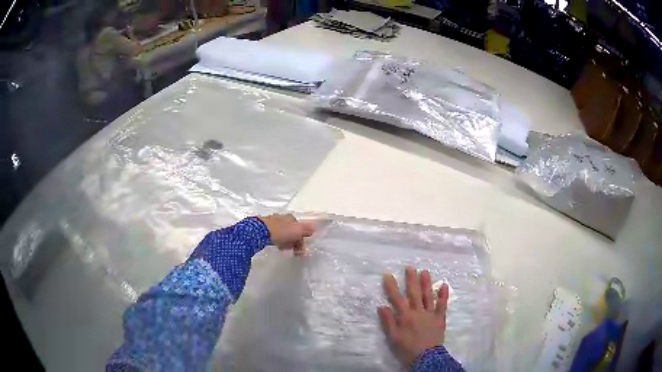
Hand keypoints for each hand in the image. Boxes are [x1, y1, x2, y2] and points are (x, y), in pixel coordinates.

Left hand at [258, 214, 315, 253]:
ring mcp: (272, 221)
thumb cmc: (279, 232)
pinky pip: (274, 234)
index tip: (300, 250)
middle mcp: (282, 217)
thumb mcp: (296, 232)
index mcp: (291, 218)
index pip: (300, 228)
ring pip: (282, 232)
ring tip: (283, 249)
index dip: (301, 239)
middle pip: (291, 230)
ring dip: (285, 241)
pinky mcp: (263, 226)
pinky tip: (275, 245)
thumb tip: (315, 227)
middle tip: (292, 250)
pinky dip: (277, 240)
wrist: (258, 232)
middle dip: (293, 240)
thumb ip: (306, 229)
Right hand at [378, 266, 449, 367]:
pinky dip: (443, 295)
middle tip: (410, 267)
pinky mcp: (440, 318)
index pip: (397, 299)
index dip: (392, 287)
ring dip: (426, 283)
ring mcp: (430, 314)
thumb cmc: (407, 348)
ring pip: (428, 296)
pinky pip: (443, 305)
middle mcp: (418, 312)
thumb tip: (382, 306)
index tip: (388, 275)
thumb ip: (389, 321)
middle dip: (411, 280)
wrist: (426, 357)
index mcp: (405, 316)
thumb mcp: (394, 337)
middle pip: (414, 293)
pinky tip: (444, 285)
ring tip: (425, 271)